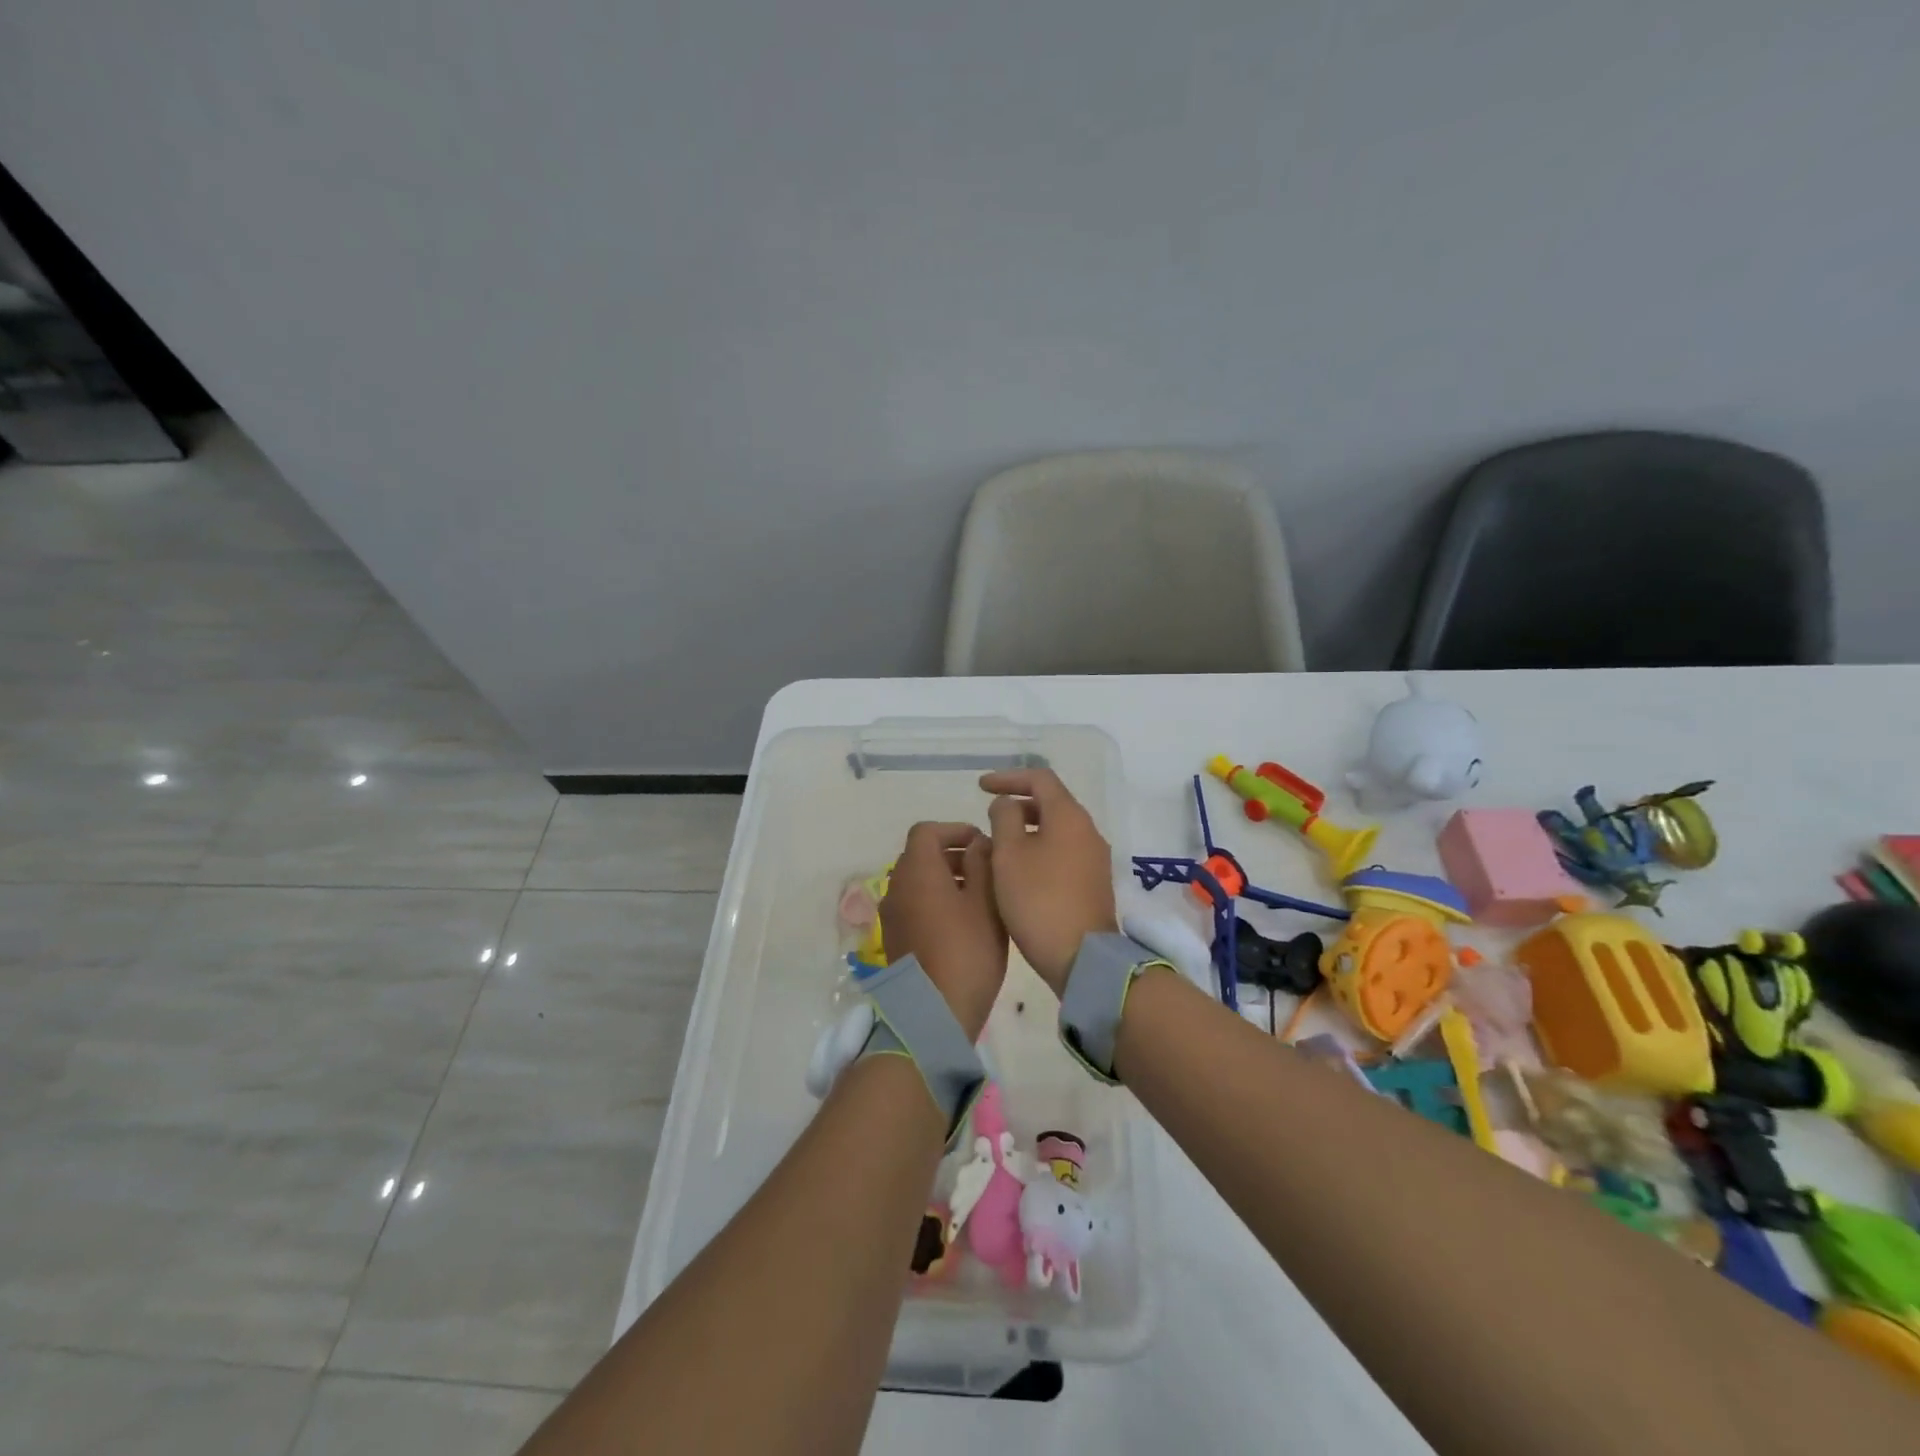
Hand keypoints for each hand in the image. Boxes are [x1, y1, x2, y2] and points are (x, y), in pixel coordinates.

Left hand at [878, 823, 1007, 1040]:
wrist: (934, 1012)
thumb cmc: (967, 950)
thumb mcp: (985, 901)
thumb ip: (982, 863)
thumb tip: (977, 843)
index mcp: (917, 870)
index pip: (926, 831)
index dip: (955, 830)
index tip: (981, 843)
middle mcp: (896, 886)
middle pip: (920, 855)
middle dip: (952, 854)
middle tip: (985, 868)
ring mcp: (892, 915)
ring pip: (917, 881)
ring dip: (944, 878)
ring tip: (978, 896)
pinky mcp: (894, 939)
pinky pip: (913, 905)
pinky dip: (934, 900)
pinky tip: (962, 922)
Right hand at [979, 768, 1116, 996]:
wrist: (1081, 956)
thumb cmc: (1038, 899)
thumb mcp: (1008, 854)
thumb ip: (1004, 818)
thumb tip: (1007, 804)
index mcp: (1068, 816)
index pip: (1040, 778)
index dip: (1008, 777)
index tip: (980, 787)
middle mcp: (1087, 830)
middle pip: (1051, 802)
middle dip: (1018, 803)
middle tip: (989, 814)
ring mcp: (1094, 857)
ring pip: (1057, 829)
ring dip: (1027, 828)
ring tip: (999, 843)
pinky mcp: (1093, 882)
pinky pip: (1063, 851)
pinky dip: (1039, 848)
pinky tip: (1019, 869)